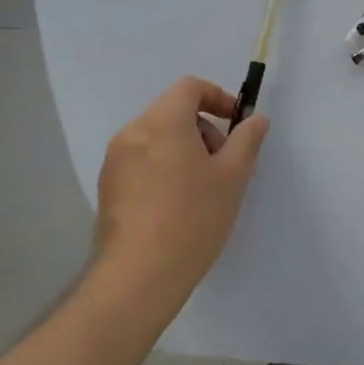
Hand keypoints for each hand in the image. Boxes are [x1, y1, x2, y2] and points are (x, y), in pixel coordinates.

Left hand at [87, 77, 269, 325]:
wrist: (138, 277)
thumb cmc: (193, 218)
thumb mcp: (233, 176)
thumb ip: (247, 140)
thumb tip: (255, 119)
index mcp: (163, 122)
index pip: (190, 87)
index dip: (217, 96)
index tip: (235, 123)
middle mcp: (133, 132)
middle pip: (173, 111)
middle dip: (203, 128)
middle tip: (223, 163)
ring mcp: (115, 161)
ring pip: (157, 137)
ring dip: (184, 148)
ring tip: (202, 188)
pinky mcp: (108, 187)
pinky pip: (141, 160)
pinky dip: (163, 166)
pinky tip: (177, 204)